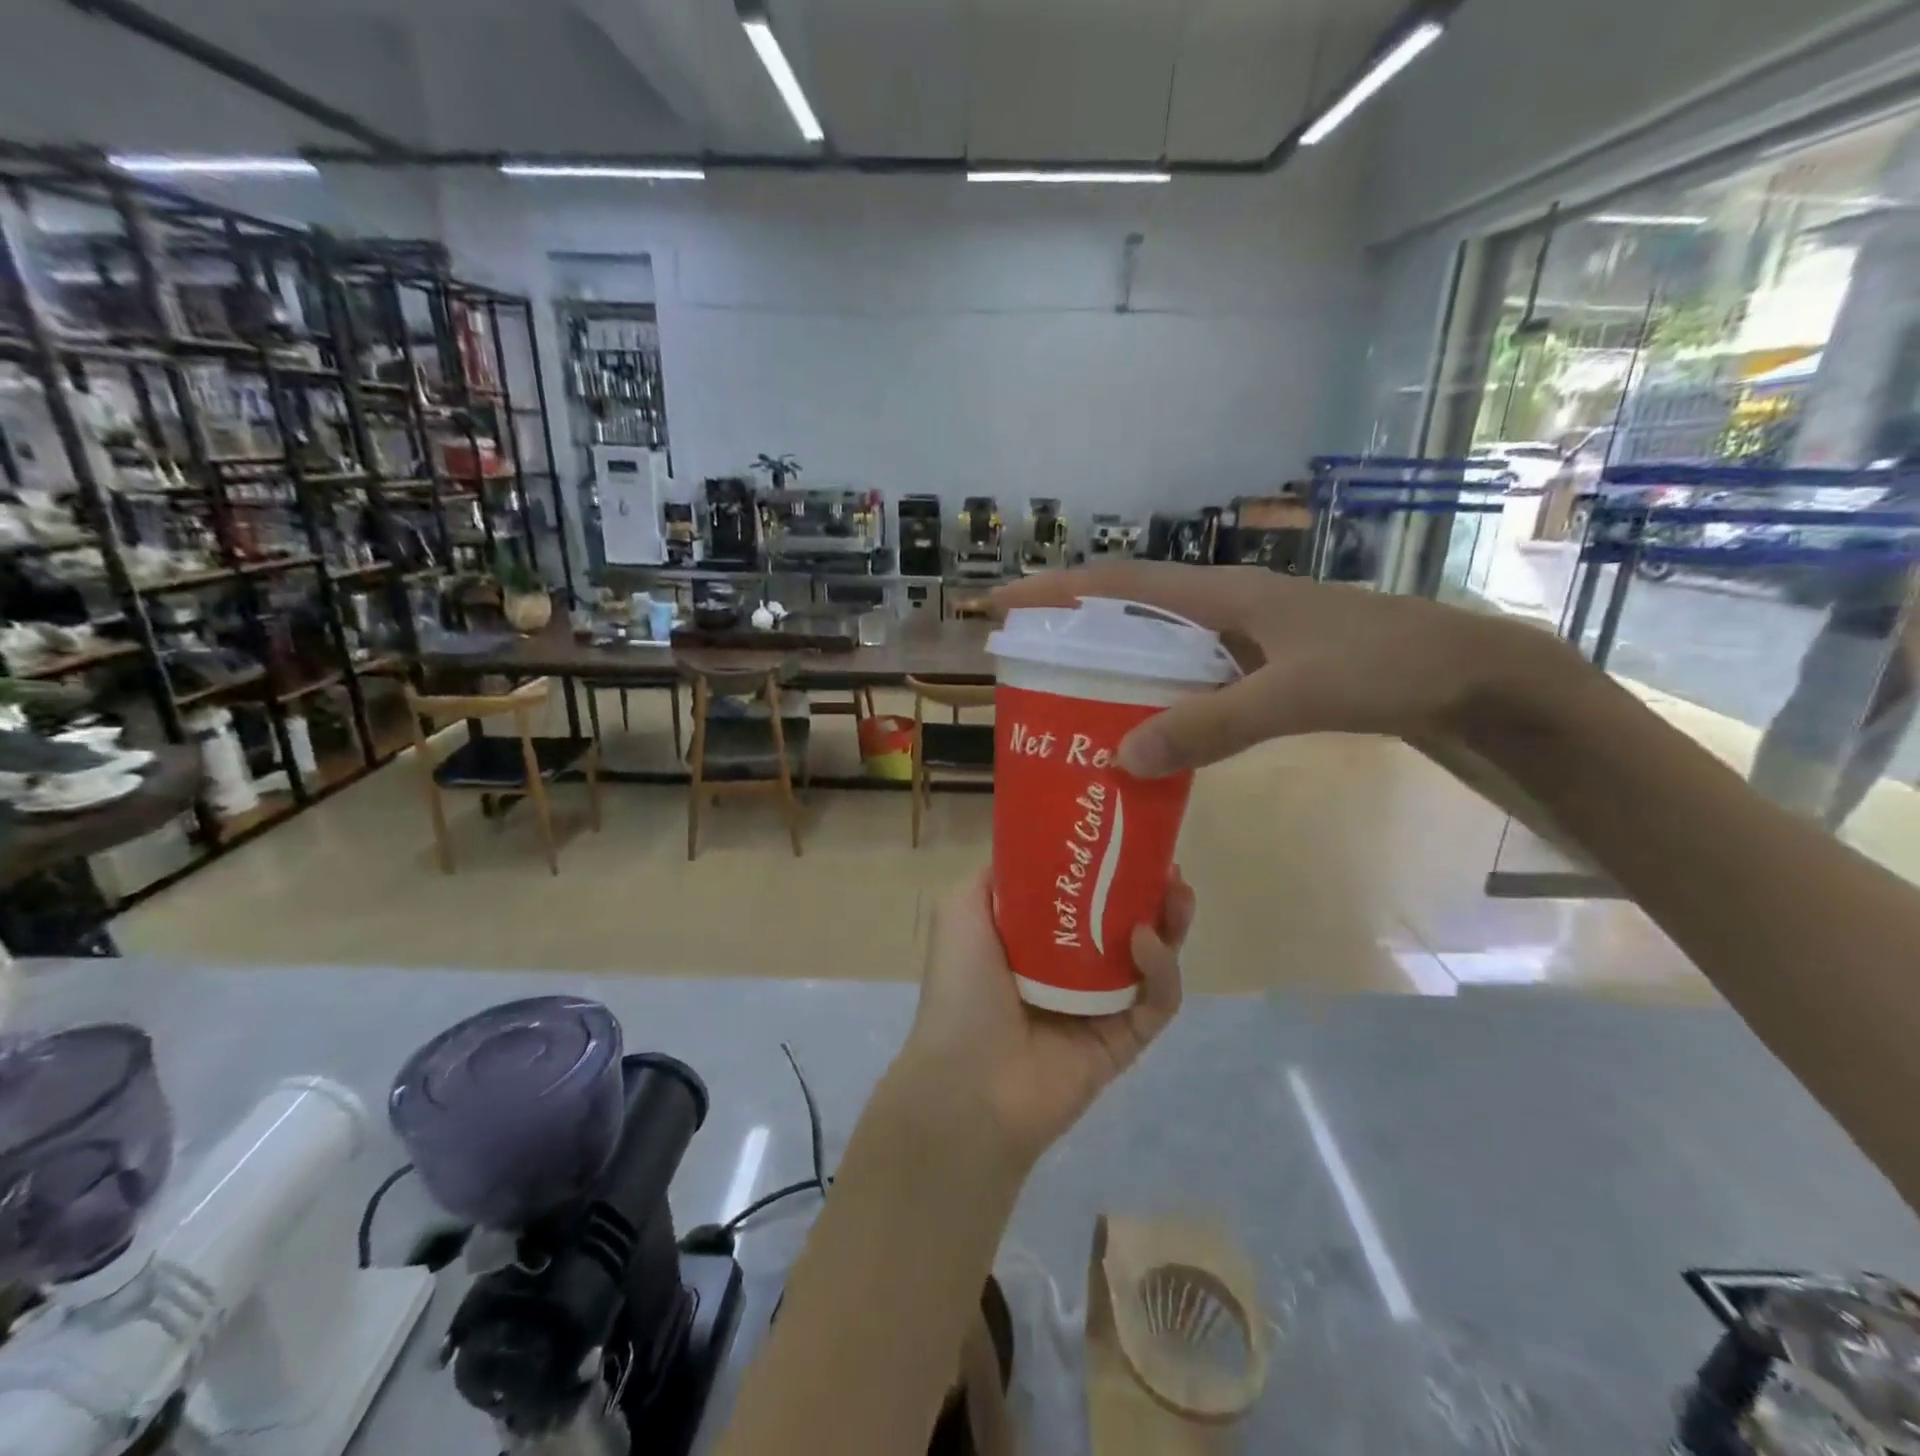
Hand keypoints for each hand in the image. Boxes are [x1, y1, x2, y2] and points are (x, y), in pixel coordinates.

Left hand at [896, 866, 1194, 1167]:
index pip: (1083, 896)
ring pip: (1152, 958)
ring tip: (1176, 891)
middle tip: (1167, 866)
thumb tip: (1030, 848)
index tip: (1127, 839)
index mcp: (1035, 939)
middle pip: (1125, 922)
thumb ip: (996, 877)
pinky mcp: (1125, 1040)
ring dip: (1169, 922)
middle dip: (1150, 891)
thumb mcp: (961, 911)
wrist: (968, 1081)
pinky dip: (1161, 969)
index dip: (1106, 867)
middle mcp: (1071, 968)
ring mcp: (1101, 1006)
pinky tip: (1147, 941)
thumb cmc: (962, 987)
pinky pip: (1158, 1000)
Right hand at [991, 561, 1567, 775]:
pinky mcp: (1262, 666)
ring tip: (1069, 704)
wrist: (1470, 674)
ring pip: (1159, 646)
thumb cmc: (1385, 665)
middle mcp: (1223, 607)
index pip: (1118, 581)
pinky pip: (1190, 677)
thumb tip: (1122, 755)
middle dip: (1073, 631)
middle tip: (1026, 669)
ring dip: (1114, 668)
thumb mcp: (1296, 693)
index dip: (1056, 591)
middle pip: (1129, 610)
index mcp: (1221, 593)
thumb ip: (1212, 724)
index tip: (1001, 604)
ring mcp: (1244, 637)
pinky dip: (1158, 698)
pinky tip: (1146, 731)